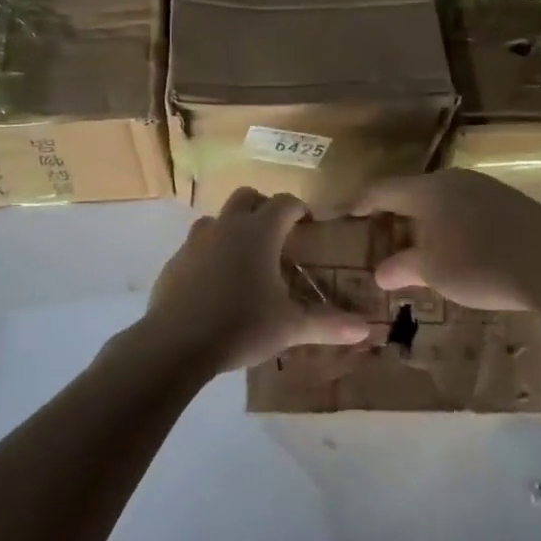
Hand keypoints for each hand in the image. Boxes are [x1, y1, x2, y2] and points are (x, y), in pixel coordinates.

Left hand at [142, 188, 373, 376]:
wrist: (175, 344)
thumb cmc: (241, 325)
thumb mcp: (289, 327)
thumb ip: (327, 324)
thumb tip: (366, 328)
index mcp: (259, 232)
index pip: (285, 202)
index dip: (300, 209)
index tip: (309, 223)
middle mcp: (227, 226)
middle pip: (247, 196)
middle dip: (264, 207)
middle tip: (278, 234)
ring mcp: (196, 242)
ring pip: (218, 219)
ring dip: (234, 228)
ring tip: (246, 258)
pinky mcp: (174, 262)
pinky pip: (197, 246)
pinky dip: (211, 253)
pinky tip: (216, 283)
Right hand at [350, 169, 540, 310]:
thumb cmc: (482, 265)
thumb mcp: (436, 272)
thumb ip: (404, 268)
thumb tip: (380, 273)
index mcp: (429, 190)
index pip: (383, 189)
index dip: (361, 202)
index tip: (345, 215)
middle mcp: (455, 179)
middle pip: (413, 190)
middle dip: (394, 212)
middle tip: (380, 233)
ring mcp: (486, 187)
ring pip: (443, 198)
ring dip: (425, 218)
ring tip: (417, 242)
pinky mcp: (511, 201)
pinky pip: (467, 206)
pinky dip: (451, 222)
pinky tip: (458, 245)